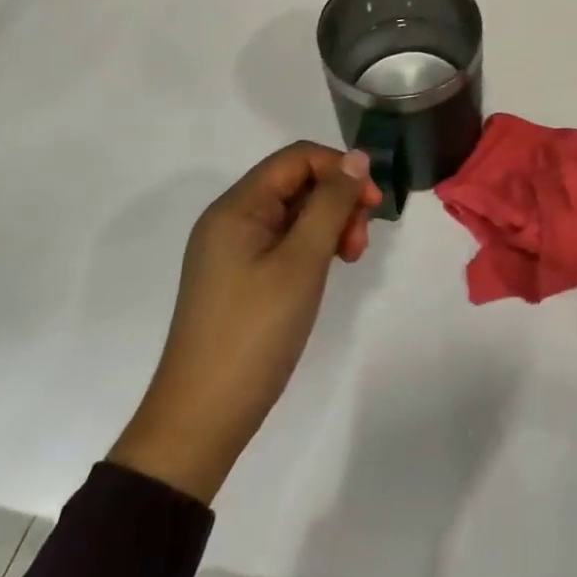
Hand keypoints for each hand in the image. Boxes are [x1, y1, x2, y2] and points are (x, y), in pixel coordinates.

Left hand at [109, 143, 378, 502]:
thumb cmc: (255, 332)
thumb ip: (331, 203)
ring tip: (350, 258)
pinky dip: (312, 247)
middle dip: (338, 201)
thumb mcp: (302, 262)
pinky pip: (283, 241)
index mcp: (237, 208)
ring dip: (330, 224)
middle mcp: (230, 220)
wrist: (202, 419)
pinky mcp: (239, 278)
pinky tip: (327, 270)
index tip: (374, 203)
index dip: (341, 170)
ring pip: (294, 213)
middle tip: (360, 242)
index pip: (297, 159)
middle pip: (296, 183)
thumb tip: (358, 158)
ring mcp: (232, 251)